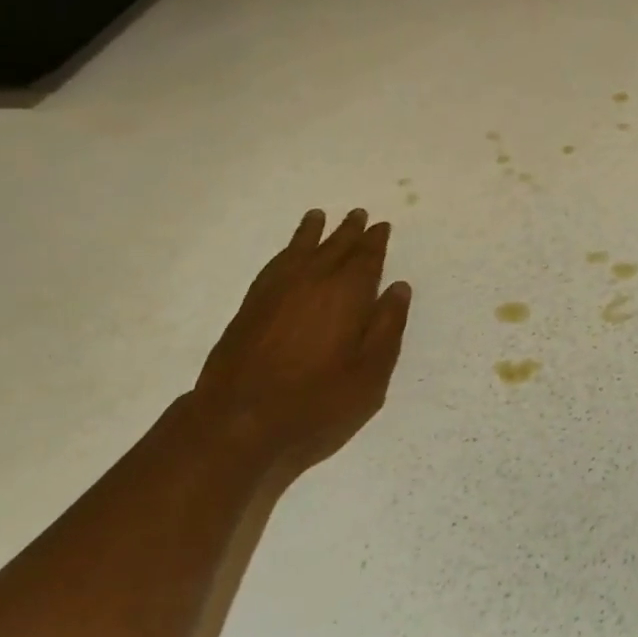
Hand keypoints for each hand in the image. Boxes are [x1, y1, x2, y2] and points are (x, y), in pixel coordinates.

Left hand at [188, 208, 411, 475]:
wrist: (238, 422)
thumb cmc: (316, 403)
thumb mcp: (370, 375)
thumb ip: (387, 328)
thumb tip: (399, 288)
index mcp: (346, 295)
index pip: (366, 259)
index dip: (375, 242)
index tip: (381, 226)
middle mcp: (312, 281)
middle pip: (334, 247)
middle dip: (349, 231)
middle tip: (359, 214)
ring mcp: (276, 291)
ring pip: (300, 250)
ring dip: (313, 232)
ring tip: (319, 216)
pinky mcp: (251, 305)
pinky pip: (274, 264)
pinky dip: (285, 251)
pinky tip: (288, 254)